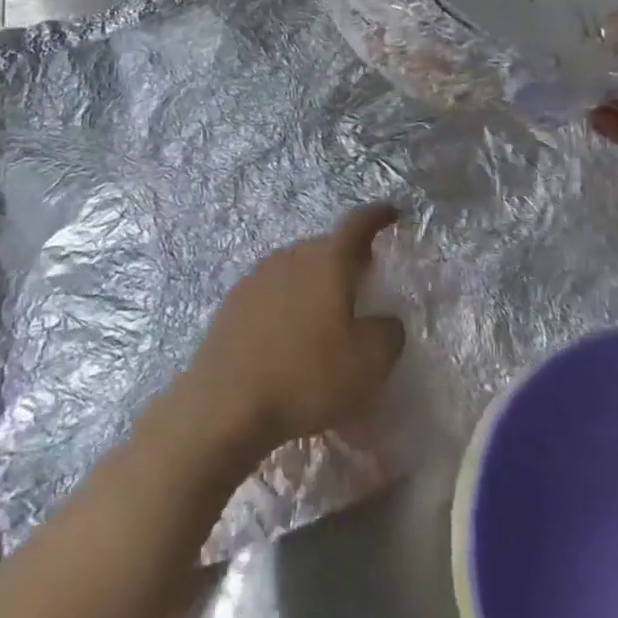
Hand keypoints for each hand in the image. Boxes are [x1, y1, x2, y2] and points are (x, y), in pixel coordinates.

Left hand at [184, 205, 405, 454]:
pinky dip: (289, 301)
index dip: (377, 216)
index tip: (391, 212)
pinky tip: (290, 333)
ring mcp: (258, 276)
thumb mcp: (369, 363)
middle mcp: (291, 256)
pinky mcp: (234, 301)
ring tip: (327, 309)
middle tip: (364, 275)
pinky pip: (273, 290)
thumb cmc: (307, 376)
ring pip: (297, 266)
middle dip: (347, 255)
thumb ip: (388, 333)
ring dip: (316, 280)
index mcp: (328, 260)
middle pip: (326, 246)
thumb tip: (383, 321)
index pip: (358, 224)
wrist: (227, 404)